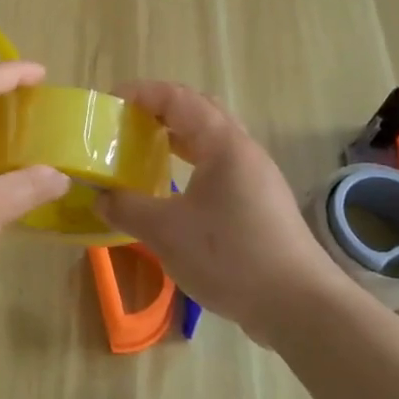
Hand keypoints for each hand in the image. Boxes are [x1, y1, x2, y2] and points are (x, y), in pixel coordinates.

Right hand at [95, 82, 351, 346]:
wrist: (298, 305)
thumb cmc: (230, 256)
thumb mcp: (166, 232)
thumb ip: (127, 209)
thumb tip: (100, 198)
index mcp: (223, 144)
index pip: (177, 98)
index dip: (141, 93)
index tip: (109, 104)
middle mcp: (243, 150)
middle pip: (198, 111)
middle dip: (159, 111)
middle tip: (125, 124)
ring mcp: (256, 177)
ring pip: (211, 140)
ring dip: (176, 138)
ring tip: (143, 151)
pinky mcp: (260, 203)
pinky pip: (219, 166)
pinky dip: (190, 164)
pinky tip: (172, 190)